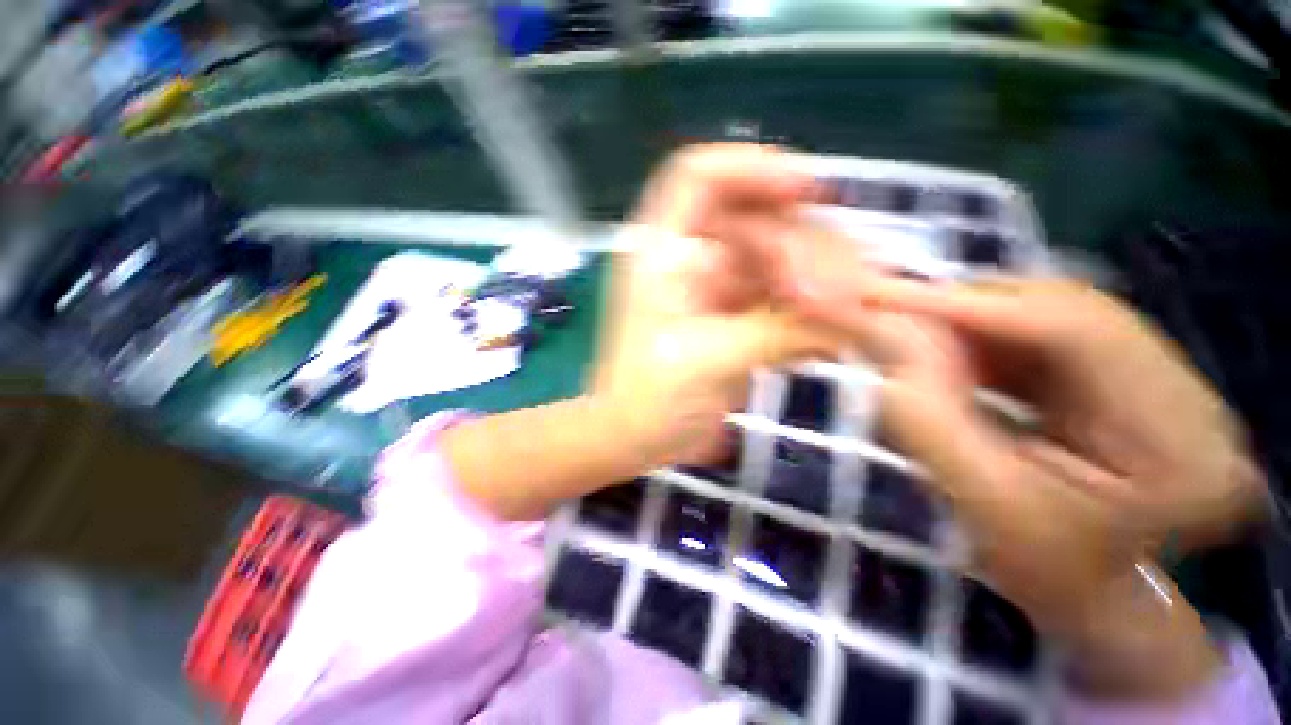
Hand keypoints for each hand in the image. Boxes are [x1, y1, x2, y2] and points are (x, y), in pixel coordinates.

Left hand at [592, 144, 842, 467]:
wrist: (635, 439)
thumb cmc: (651, 400)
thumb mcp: (709, 359)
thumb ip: (779, 328)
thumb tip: (854, 312)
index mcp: (662, 252)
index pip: (700, 176)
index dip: (753, 169)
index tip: (809, 190)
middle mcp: (689, 260)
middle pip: (758, 224)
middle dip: (806, 252)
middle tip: (845, 298)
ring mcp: (714, 290)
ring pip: (777, 263)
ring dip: (818, 284)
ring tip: (850, 318)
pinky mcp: (734, 319)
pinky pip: (780, 300)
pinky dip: (810, 312)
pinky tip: (835, 332)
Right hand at [855, 276, 1267, 553]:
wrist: (1082, 593)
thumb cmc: (1042, 572)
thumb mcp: (985, 505)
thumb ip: (931, 418)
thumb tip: (883, 338)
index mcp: (1189, 442)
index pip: (1077, 330)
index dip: (970, 306)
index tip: (883, 295)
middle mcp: (1191, 392)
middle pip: (1064, 311)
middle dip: (963, 308)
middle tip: (886, 307)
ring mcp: (1162, 379)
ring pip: (1049, 317)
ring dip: (967, 322)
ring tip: (907, 330)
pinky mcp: (1123, 379)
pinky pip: (1042, 338)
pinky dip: (980, 339)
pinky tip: (942, 348)